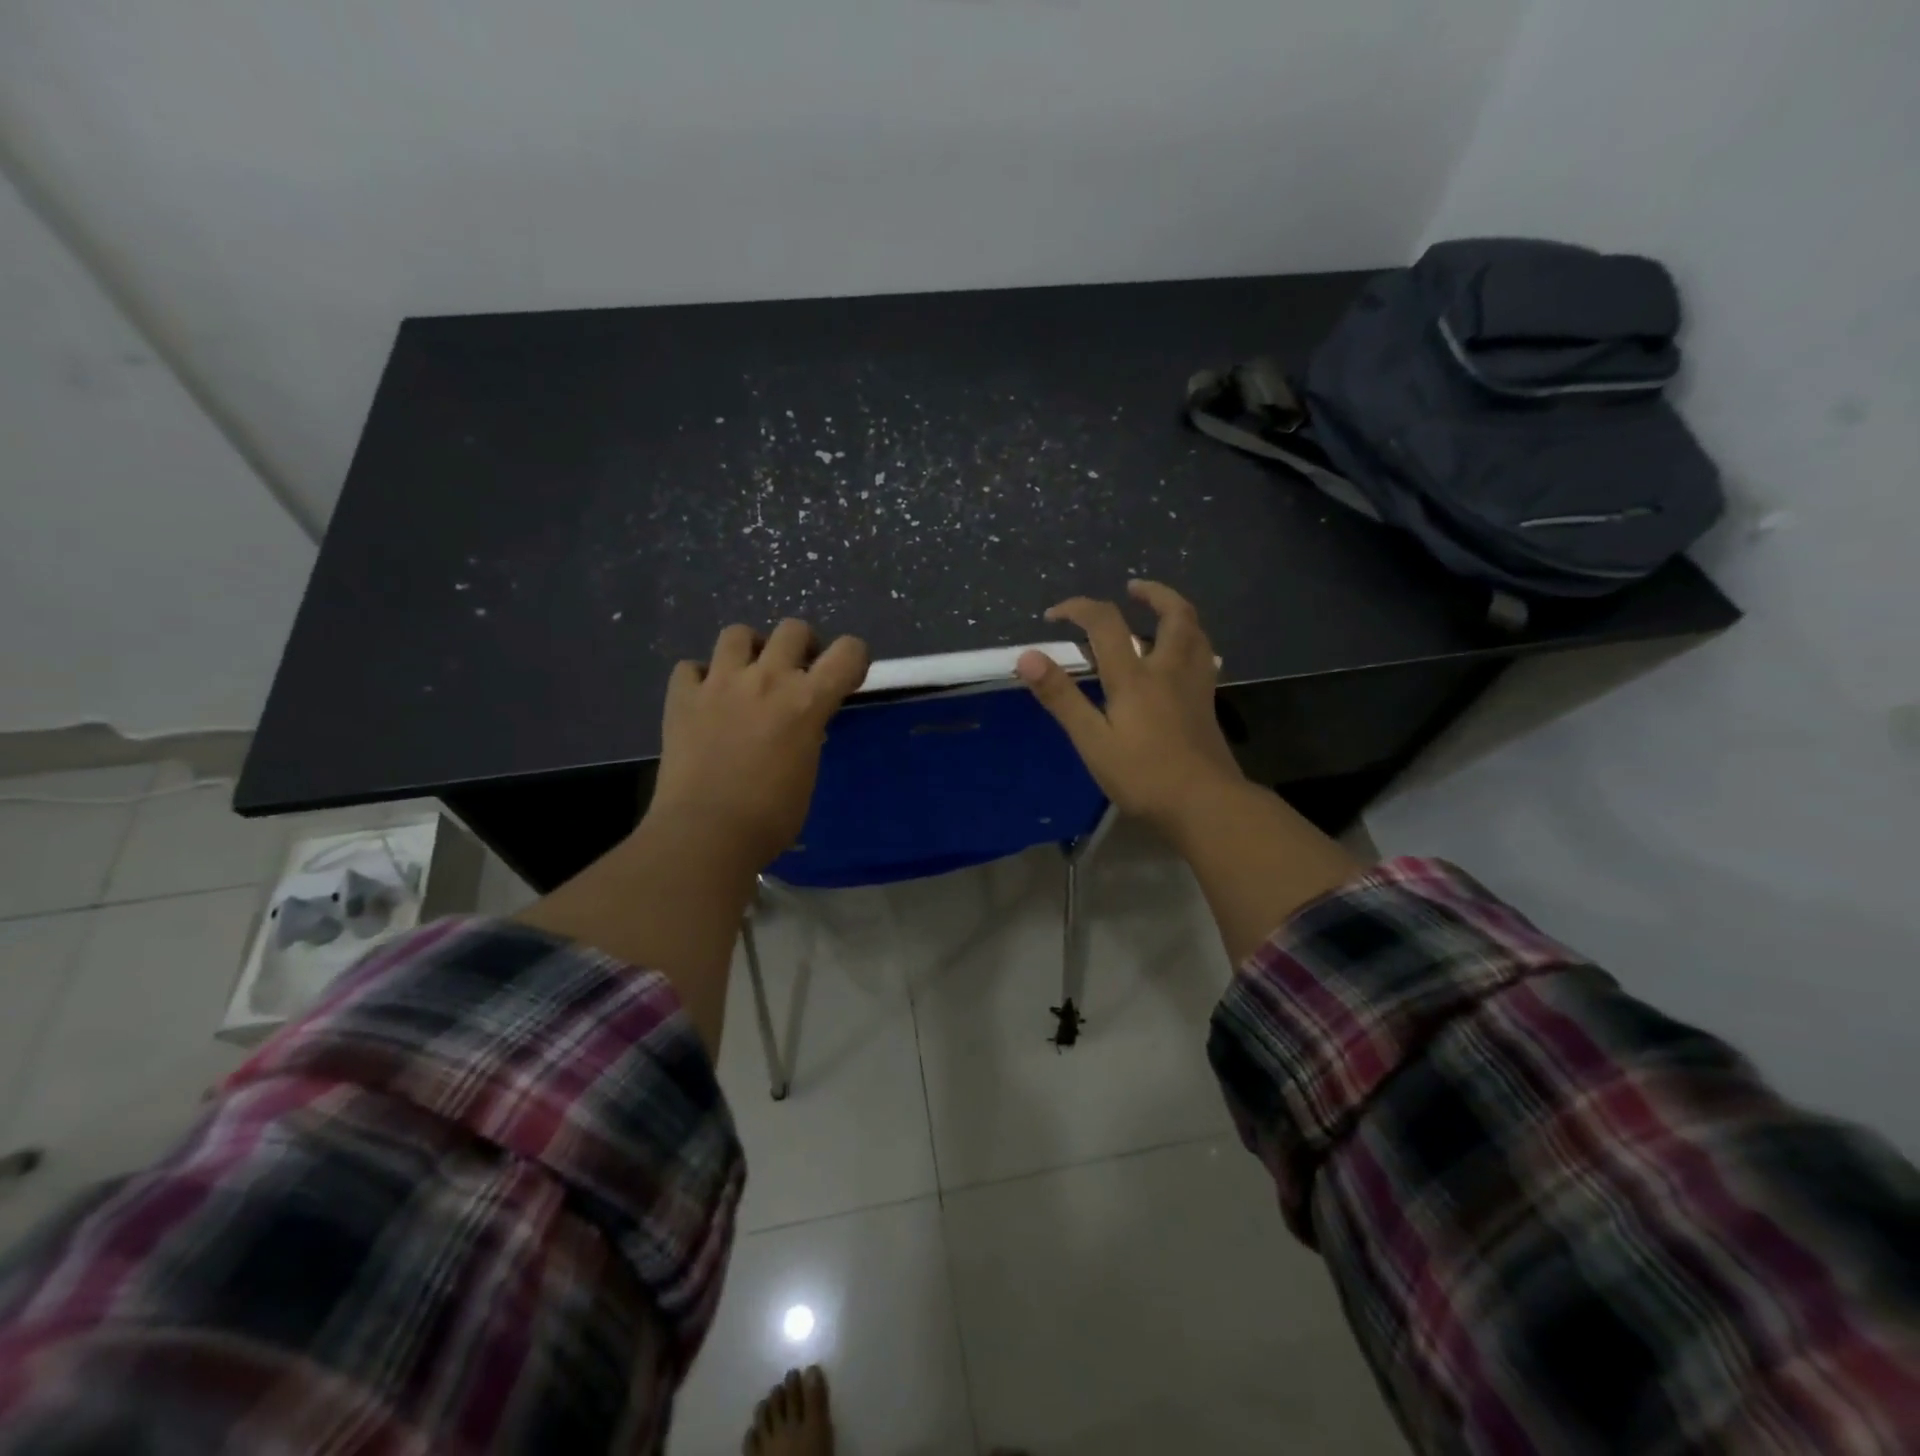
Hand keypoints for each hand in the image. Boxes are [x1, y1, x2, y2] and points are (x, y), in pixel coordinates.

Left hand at [649, 618, 869, 867]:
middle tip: (797, 673)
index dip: (854, 658)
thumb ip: (807, 736)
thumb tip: (799, 727)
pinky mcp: (681, 697)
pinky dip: (700, 678)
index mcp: (806, 702)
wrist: (705, 833)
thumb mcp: (807, 772)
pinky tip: (705, 699)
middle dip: (802, 645)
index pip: (848, 652)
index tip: (847, 677)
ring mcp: (719, 683)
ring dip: (749, 650)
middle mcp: (766, 680)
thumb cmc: (770, 818)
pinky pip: (690, 667)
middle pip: (793, 629)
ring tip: (747, 676)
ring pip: (737, 633)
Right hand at [1017, 581, 1244, 834]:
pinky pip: (1203, 657)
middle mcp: (1170, 669)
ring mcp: (1195, 686)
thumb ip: (1061, 697)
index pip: (1105, 622)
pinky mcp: (1208, 704)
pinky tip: (1179, 659)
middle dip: (1153, 593)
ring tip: (1157, 614)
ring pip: (1195, 632)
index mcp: (1135, 676)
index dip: (1078, 609)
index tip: (1054, 615)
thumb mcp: (1092, 740)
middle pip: (1173, 614)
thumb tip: (1028, 656)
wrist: (1206, 805)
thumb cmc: (1143, 776)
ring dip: (1175, 613)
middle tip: (1132, 588)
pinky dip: (1189, 642)